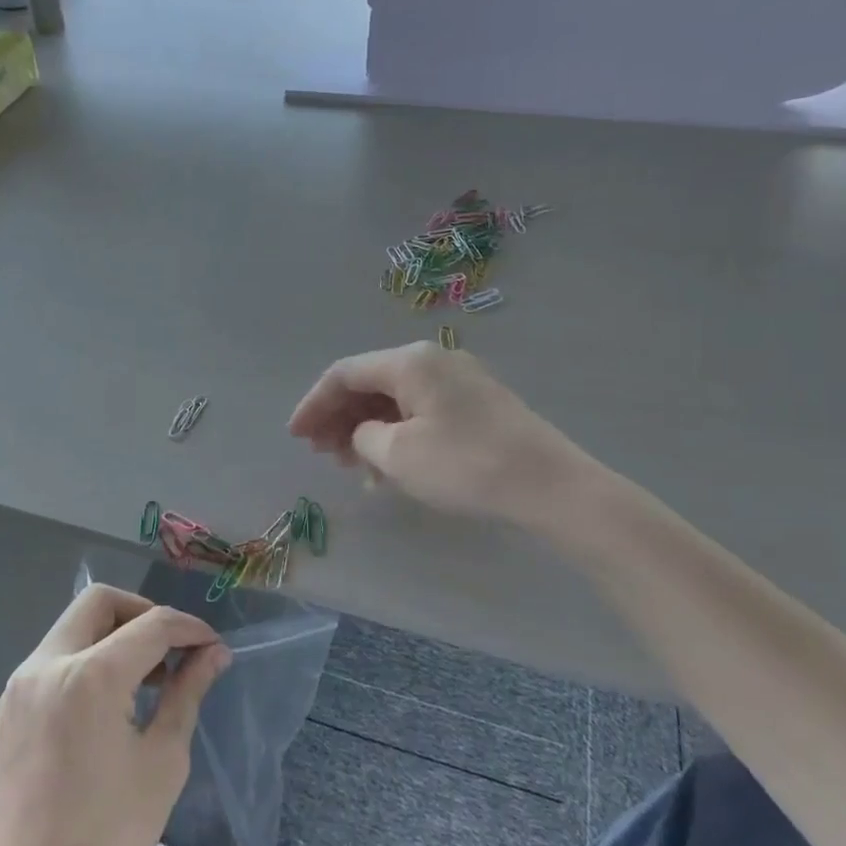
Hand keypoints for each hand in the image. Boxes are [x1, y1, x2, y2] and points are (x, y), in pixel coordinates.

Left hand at [0, 586, 229, 845]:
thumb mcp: (162, 762)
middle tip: (172, 651)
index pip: (151, 624)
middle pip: (99, 602)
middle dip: (143, 613)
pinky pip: (50, 662)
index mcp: (89, 676)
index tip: (212, 647)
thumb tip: (213, 654)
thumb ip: (187, 693)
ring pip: (71, 629)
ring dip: (112, 637)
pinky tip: (105, 706)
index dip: (188, 628)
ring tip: (145, 681)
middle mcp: (46, 665)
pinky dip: (84, 662)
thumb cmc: (107, 840)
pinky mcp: (4, 711)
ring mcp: (17, 687)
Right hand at [289, 342, 606, 527]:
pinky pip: (420, 410)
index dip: (314, 404)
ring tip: (353, 466)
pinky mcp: (476, 403)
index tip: (295, 437)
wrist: (550, 486)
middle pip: (370, 382)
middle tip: (323, 454)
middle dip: (339, 417)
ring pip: (395, 398)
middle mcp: (432, 359)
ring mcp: (458, 379)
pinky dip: (396, 434)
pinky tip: (389, 467)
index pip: (344, 373)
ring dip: (367, 429)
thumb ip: (363, 437)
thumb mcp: (398, 455)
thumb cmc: (465, 466)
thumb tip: (364, 433)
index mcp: (409, 361)